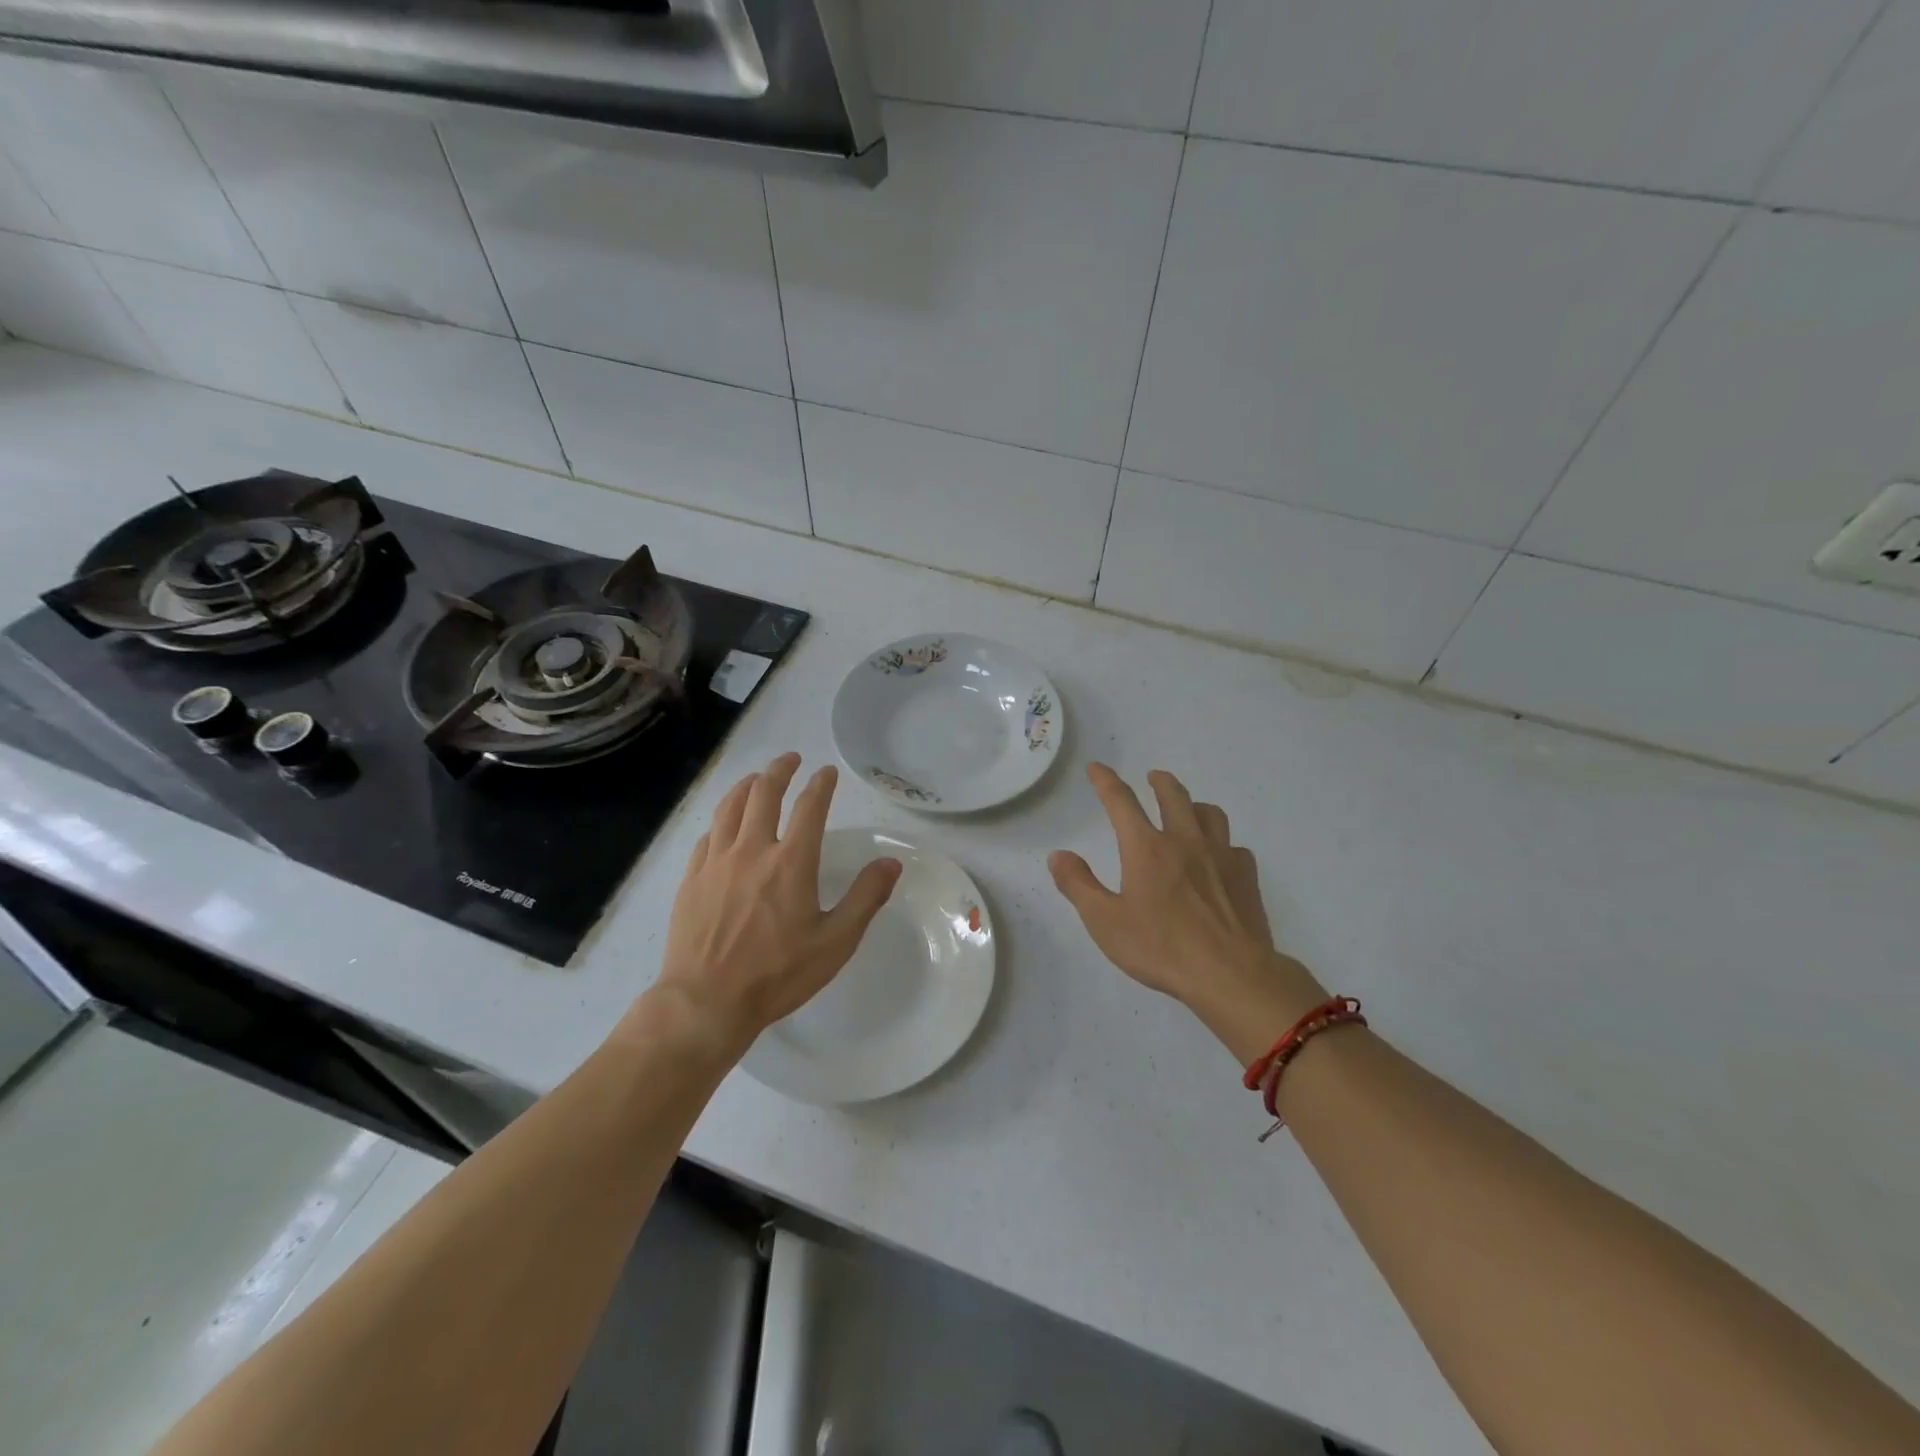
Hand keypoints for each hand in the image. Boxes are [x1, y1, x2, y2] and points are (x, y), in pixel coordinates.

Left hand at [651, 753, 901, 1052]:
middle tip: (790, 760)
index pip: (810, 806)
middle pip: (764, 793)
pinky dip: (721, 820)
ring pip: (730, 807)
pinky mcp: (691, 879)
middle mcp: (752, 850)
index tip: (826, 772)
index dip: (820, 784)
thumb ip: (865, 898)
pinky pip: (707, 836)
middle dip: (780, 770)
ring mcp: (716, 862)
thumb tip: (892, 863)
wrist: (705, 1002)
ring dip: (746, 785)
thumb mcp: (835, 942)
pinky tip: (724, 824)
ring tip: (756, 778)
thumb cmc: (777, 974)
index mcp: (791, 862)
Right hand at [1049, 764, 1326, 1062]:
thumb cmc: (1161, 947)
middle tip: (1153, 777)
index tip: (1096, 768)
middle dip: (1160, 782)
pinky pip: (1235, 847)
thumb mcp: (1105, 922)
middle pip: (1173, 796)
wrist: (1230, 973)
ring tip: (1189, 809)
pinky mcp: (1246, 876)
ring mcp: (1221, 856)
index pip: (1121, 801)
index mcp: (1146, 848)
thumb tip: (1058, 855)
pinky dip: (1223, 844)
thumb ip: (1079, 885)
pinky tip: (1220, 858)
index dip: (1106, 781)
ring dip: (1194, 804)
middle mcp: (1185, 841)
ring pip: (1210, 813)